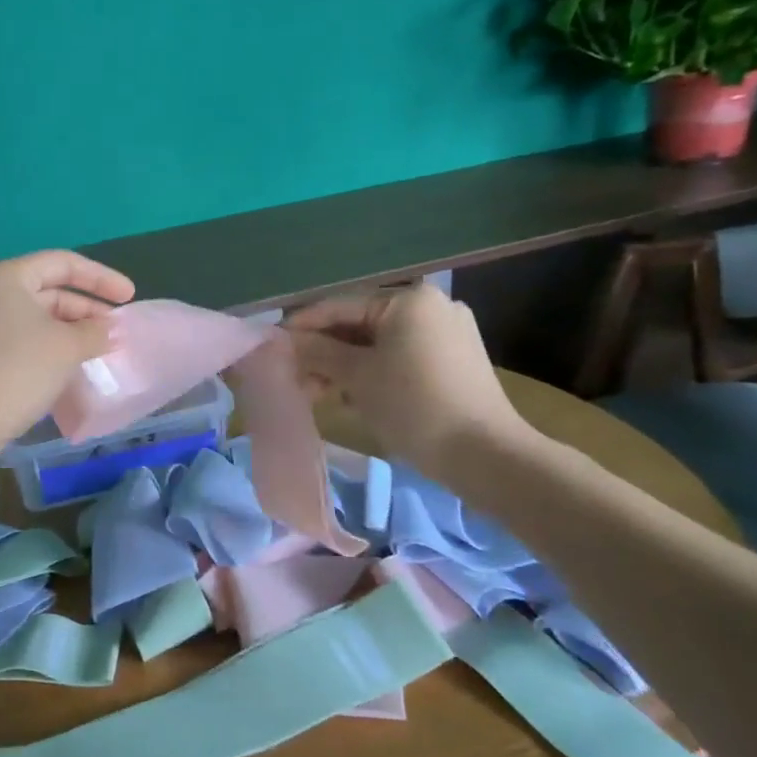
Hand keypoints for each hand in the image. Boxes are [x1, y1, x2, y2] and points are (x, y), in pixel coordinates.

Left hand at [0, 250, 134, 463]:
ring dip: (71, 330)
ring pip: (36, 318)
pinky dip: (51, 346)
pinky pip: (23, 340)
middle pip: (48, 289)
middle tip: (117, 328)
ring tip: (101, 348)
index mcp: (7, 276)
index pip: (63, 263)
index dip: (101, 278)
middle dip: (87, 308)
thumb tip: (111, 330)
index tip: (130, 297)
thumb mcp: (67, 346)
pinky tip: (73, 365)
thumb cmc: (19, 368)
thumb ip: (95, 332)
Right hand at [286, 283, 524, 478]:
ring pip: (379, 344)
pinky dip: (372, 374)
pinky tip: (350, 397)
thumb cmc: (414, 405)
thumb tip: (283, 340)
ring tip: (316, 394)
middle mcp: (430, 307)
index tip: (271, 345)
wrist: (485, 455)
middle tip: (293, 377)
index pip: (340, 306)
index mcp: (408, 300)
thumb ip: (317, 352)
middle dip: (324, 352)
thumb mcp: (357, 377)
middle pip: (360, 325)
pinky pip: (399, 358)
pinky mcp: (454, 362)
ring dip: (344, 367)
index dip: (302, 326)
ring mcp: (446, 335)